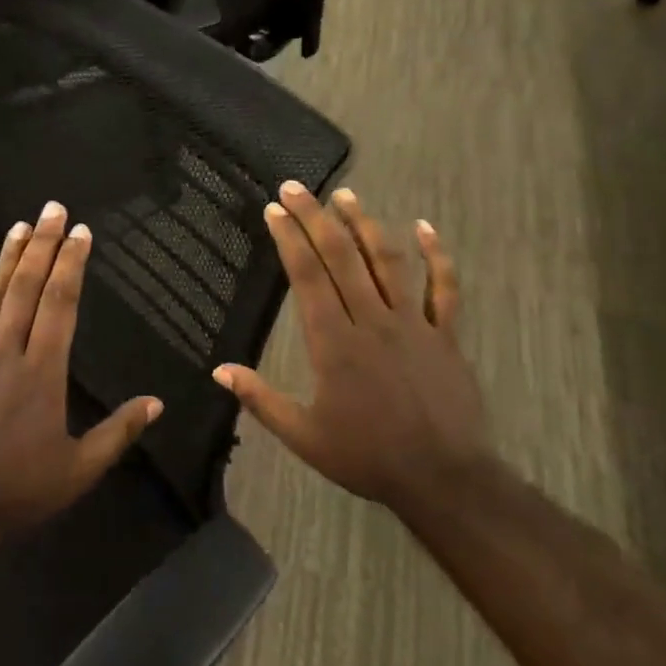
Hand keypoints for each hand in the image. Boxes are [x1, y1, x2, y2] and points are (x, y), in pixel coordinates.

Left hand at [0, 201, 163, 539]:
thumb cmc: (17, 493)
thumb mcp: (79, 470)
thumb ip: (118, 432)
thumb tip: (157, 403)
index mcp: (43, 373)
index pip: (60, 305)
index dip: (71, 265)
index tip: (80, 232)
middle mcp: (5, 354)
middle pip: (27, 290)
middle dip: (42, 246)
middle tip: (52, 209)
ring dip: (6, 261)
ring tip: (19, 226)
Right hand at [213, 183, 496, 517]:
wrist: (442, 477)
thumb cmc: (367, 457)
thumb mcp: (304, 436)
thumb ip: (261, 400)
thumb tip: (219, 371)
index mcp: (334, 343)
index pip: (307, 278)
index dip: (289, 240)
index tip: (274, 210)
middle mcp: (372, 321)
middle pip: (342, 258)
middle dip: (315, 219)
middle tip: (296, 188)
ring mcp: (414, 324)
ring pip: (388, 263)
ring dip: (365, 225)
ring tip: (346, 196)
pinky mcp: (445, 335)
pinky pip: (444, 288)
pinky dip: (436, 255)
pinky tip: (423, 226)